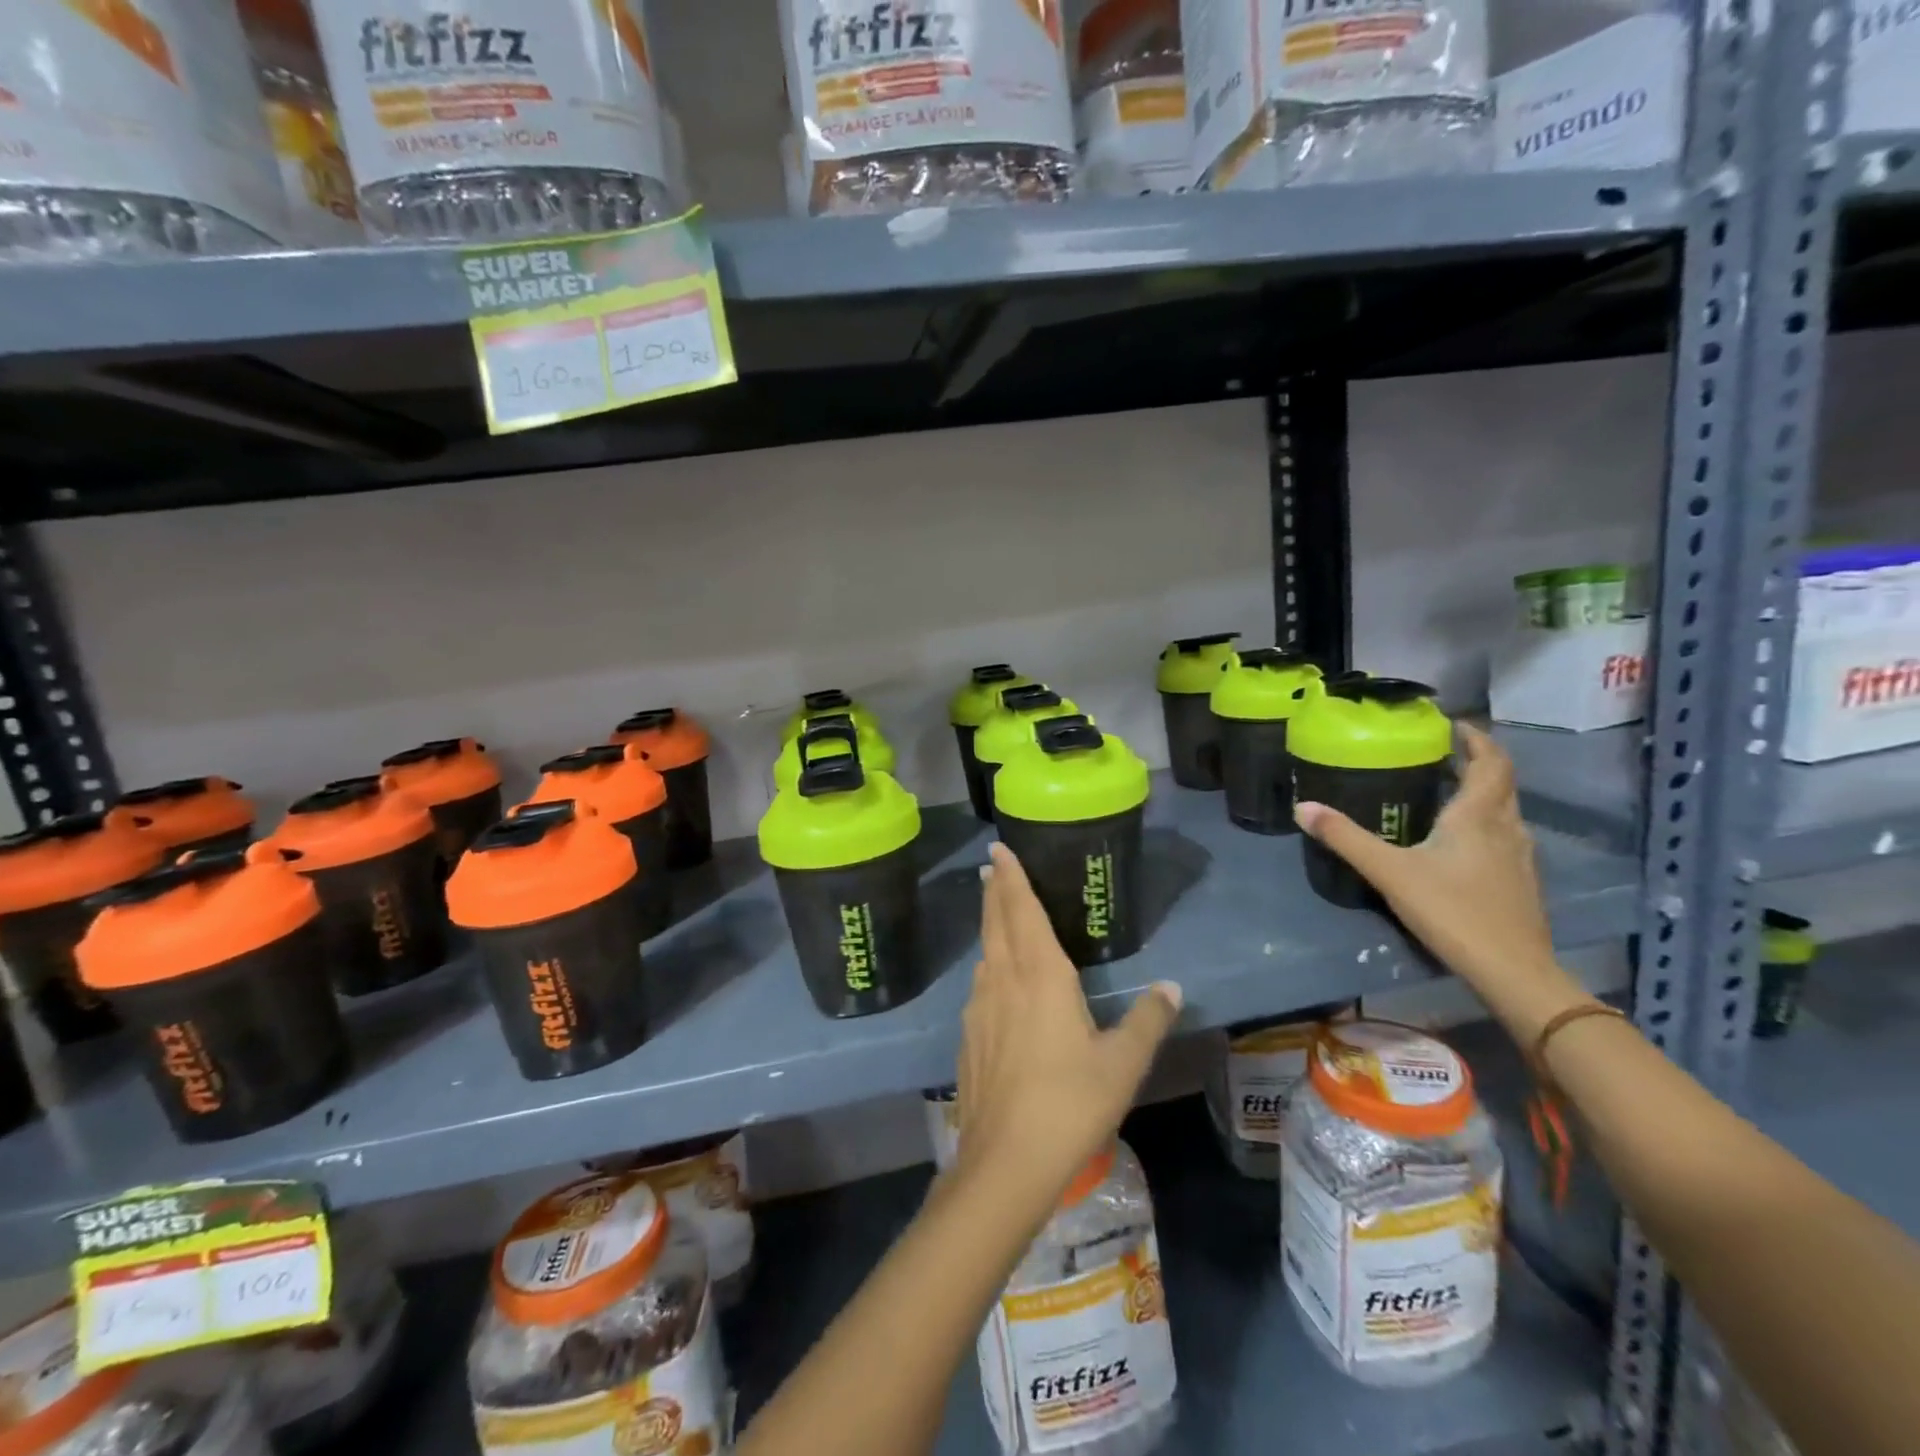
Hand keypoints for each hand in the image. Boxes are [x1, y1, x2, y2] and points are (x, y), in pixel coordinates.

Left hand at [954, 842, 1181, 1210]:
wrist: (1006, 1160)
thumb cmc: (1071, 1102)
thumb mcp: (1122, 1062)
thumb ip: (1147, 1020)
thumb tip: (1171, 987)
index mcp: (1040, 974)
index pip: (1021, 909)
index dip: (1011, 877)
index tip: (998, 850)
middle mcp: (1004, 979)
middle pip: (996, 922)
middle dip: (994, 890)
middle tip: (990, 866)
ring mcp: (980, 1008)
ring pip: (985, 952)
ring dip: (989, 925)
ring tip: (995, 912)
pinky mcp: (970, 1036)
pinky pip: (980, 985)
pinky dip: (988, 965)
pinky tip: (995, 980)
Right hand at [1294, 723, 1583, 1037]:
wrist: (1513, 971)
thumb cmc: (1452, 911)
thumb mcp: (1389, 871)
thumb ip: (1345, 838)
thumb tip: (1302, 807)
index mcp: (1478, 816)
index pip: (1491, 762)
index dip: (1476, 739)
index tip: (1453, 725)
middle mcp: (1506, 827)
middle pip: (1501, 782)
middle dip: (1477, 762)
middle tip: (1443, 754)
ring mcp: (1520, 857)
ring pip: (1506, 810)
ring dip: (1483, 792)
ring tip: (1448, 791)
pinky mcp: (1522, 883)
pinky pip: (1506, 835)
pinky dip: (1486, 822)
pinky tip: (1462, 842)